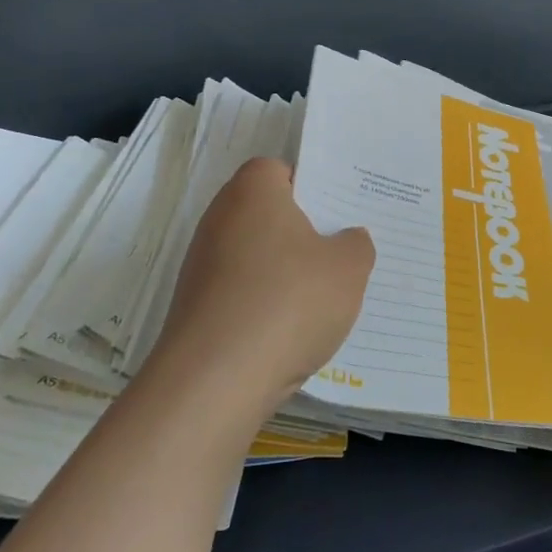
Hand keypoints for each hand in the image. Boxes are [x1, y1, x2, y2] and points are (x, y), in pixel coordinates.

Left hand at [156, 158, 374, 412]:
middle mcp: (219, 220)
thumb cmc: (288, 302)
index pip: (278, 170)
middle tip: (340, 252)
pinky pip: (241, 292)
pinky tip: (292, 330)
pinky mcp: (195, 309)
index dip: (309, 187)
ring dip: (284, 272)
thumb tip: (346, 240)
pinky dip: (265, 304)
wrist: (215, 382)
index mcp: (253, 192)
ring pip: (255, 256)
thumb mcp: (349, 268)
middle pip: (267, 214)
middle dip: (302, 232)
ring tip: (323, 298)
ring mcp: (201, 266)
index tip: (337, 213)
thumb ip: (356, 244)